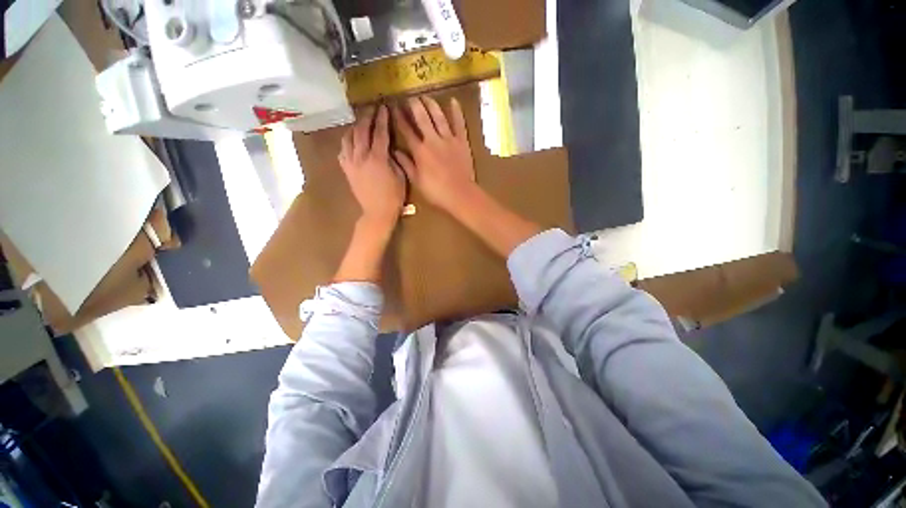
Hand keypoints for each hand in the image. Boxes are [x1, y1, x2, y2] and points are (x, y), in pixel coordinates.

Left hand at [338, 105, 405, 227]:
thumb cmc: (393, 197)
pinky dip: (346, 142)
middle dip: (367, 117)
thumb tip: (390, 148)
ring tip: (360, 122)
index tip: (384, 107)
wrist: (377, 212)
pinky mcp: (346, 170)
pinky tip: (351, 141)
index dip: (382, 119)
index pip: (379, 133)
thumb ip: (395, 160)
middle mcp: (361, 156)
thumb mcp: (401, 177)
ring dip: (355, 127)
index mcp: (378, 158)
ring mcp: (351, 163)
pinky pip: (342, 151)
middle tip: (372, 108)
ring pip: (349, 138)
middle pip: (362, 131)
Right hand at [392, 96, 477, 214]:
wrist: (460, 194)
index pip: (406, 130)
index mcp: (420, 151)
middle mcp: (432, 140)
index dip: (399, 118)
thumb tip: (395, 152)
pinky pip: (459, 123)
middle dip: (414, 106)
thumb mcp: (417, 181)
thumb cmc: (436, 192)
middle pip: (421, 118)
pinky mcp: (462, 142)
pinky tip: (453, 100)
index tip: (393, 107)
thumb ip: (406, 165)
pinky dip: (456, 112)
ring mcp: (449, 139)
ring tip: (425, 96)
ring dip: (431, 104)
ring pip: (438, 117)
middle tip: (409, 97)